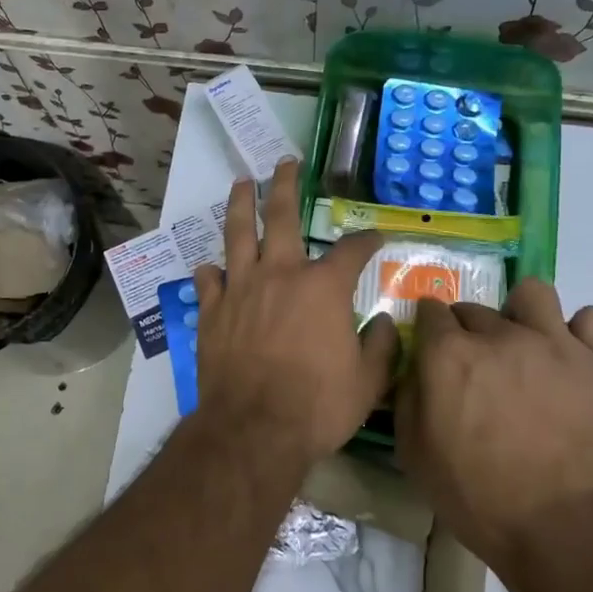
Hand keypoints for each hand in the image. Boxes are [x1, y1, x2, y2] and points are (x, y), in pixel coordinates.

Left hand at [192, 160, 398, 461]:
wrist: (253, 429)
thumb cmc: (317, 405)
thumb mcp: (368, 382)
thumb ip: (381, 347)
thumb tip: (383, 323)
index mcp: (322, 287)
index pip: (351, 250)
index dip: (367, 240)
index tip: (375, 236)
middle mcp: (280, 274)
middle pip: (281, 215)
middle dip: (286, 184)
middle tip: (286, 162)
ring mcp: (240, 288)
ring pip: (237, 233)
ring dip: (240, 204)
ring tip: (241, 183)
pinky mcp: (212, 310)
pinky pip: (208, 279)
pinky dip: (213, 271)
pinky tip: (213, 267)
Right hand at [396, 279, 592, 565]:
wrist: (563, 529)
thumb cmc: (478, 497)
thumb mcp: (414, 453)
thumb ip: (407, 397)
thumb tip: (415, 367)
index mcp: (449, 354)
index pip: (430, 311)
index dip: (429, 328)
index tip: (433, 348)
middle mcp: (498, 335)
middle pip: (475, 308)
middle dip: (469, 331)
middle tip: (478, 368)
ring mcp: (553, 343)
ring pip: (533, 293)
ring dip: (523, 314)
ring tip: (527, 346)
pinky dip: (582, 332)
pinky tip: (573, 357)